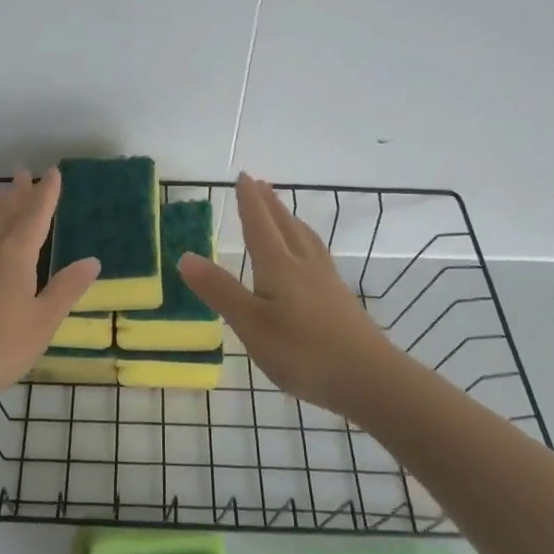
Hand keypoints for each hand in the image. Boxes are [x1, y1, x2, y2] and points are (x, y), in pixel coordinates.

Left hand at [0, 167, 99, 409]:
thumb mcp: (43, 322)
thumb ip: (67, 288)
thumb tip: (92, 260)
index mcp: (14, 255)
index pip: (35, 215)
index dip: (46, 193)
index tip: (53, 173)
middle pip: (4, 210)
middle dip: (18, 191)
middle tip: (24, 173)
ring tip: (3, 195)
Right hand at [179, 173, 398, 413]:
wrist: (368, 378)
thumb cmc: (302, 351)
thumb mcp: (250, 324)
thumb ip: (219, 291)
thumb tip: (185, 256)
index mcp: (278, 266)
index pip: (259, 224)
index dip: (249, 201)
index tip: (243, 176)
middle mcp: (303, 264)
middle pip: (284, 225)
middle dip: (269, 204)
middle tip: (259, 183)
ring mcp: (326, 280)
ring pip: (304, 238)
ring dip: (289, 219)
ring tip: (282, 211)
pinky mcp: (339, 298)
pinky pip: (316, 254)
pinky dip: (304, 241)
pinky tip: (308, 257)